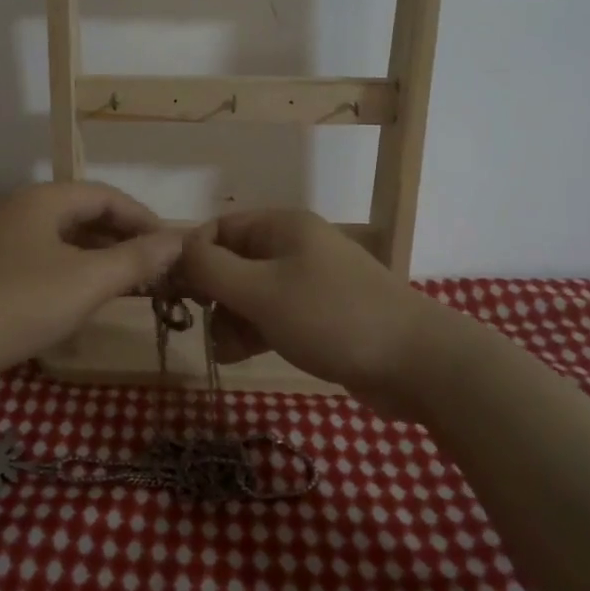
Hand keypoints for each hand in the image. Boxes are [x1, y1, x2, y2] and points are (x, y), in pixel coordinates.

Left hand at [0, 181, 182, 375]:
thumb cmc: (23, 302)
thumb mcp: (88, 281)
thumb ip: (136, 258)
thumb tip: (179, 240)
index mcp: (43, 200)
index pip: (107, 196)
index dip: (143, 219)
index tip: (170, 247)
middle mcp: (17, 209)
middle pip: (83, 214)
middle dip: (122, 239)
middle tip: (152, 268)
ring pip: (60, 238)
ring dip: (97, 256)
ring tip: (125, 283)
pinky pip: (39, 257)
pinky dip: (69, 269)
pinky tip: (79, 295)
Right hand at [178, 210, 440, 409]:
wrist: (416, 363)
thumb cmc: (330, 317)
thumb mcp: (261, 291)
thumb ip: (210, 269)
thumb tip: (175, 252)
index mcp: (281, 227)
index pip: (218, 229)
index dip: (192, 257)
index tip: (174, 293)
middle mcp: (293, 247)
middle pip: (232, 262)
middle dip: (212, 294)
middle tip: (201, 324)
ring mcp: (308, 282)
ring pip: (250, 293)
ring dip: (230, 318)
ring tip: (226, 349)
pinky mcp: (319, 316)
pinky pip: (272, 316)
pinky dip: (253, 331)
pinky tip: (242, 355)